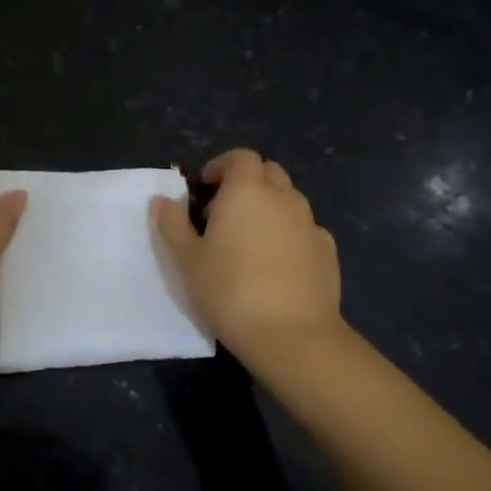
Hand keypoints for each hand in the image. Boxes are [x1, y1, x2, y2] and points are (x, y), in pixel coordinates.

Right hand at [153, 149, 344, 363]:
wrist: (291, 334)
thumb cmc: (229, 290)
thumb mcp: (186, 259)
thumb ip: (172, 224)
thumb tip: (162, 200)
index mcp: (247, 191)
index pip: (240, 157)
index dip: (222, 166)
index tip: (205, 187)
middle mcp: (283, 197)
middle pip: (268, 172)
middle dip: (246, 183)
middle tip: (223, 212)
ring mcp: (310, 223)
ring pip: (289, 200)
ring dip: (268, 208)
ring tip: (248, 241)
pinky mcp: (328, 250)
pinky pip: (305, 229)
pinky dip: (289, 233)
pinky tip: (276, 264)